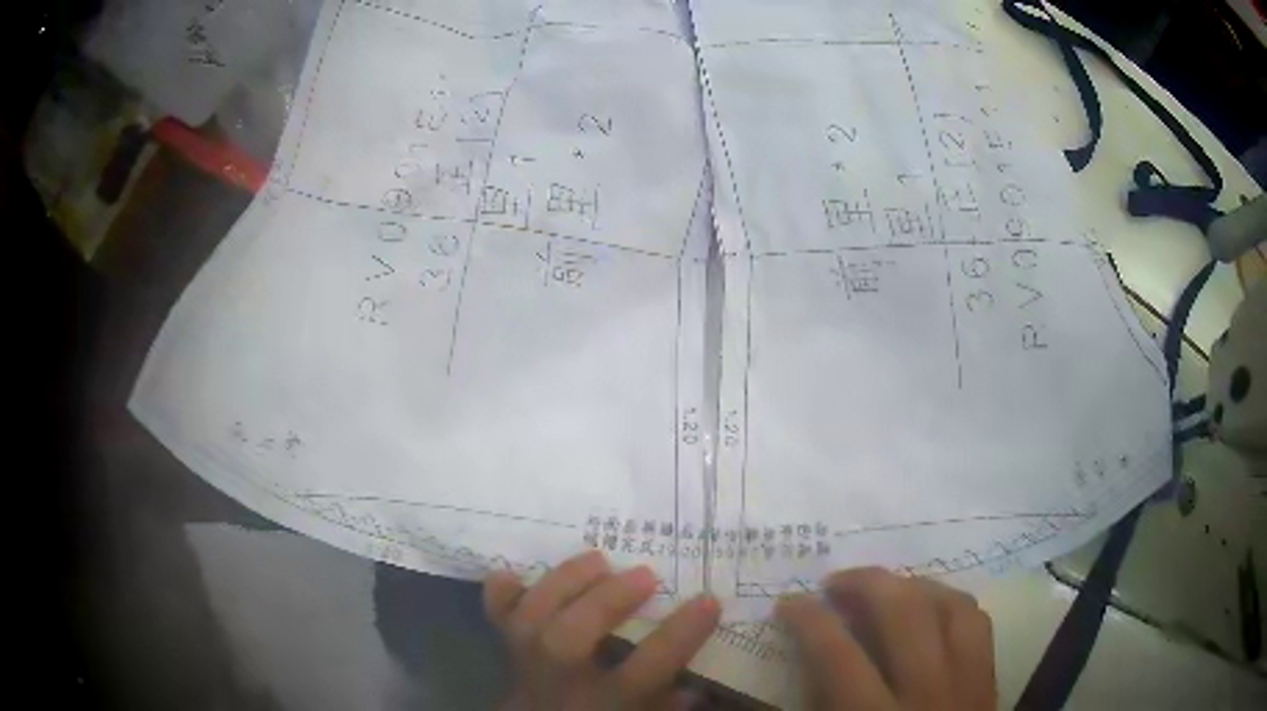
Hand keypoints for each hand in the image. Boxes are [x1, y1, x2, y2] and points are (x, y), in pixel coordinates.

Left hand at [484, 550, 721, 710]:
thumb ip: (672, 699)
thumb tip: (703, 673)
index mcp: (607, 701)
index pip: (647, 667)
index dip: (680, 633)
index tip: (708, 600)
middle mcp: (562, 681)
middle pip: (570, 638)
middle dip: (606, 600)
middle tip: (644, 574)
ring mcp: (528, 663)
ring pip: (530, 621)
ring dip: (563, 583)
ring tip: (597, 559)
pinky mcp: (507, 648)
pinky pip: (496, 619)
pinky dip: (501, 594)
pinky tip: (514, 571)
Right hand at [778, 568, 995, 710]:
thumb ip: (820, 704)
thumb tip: (807, 659)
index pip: (838, 654)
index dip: (809, 619)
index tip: (788, 603)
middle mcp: (927, 692)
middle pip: (904, 613)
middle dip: (864, 583)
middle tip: (835, 582)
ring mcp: (968, 681)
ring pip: (950, 605)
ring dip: (911, 585)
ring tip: (883, 587)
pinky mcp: (990, 677)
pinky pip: (976, 619)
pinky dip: (949, 601)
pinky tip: (930, 605)